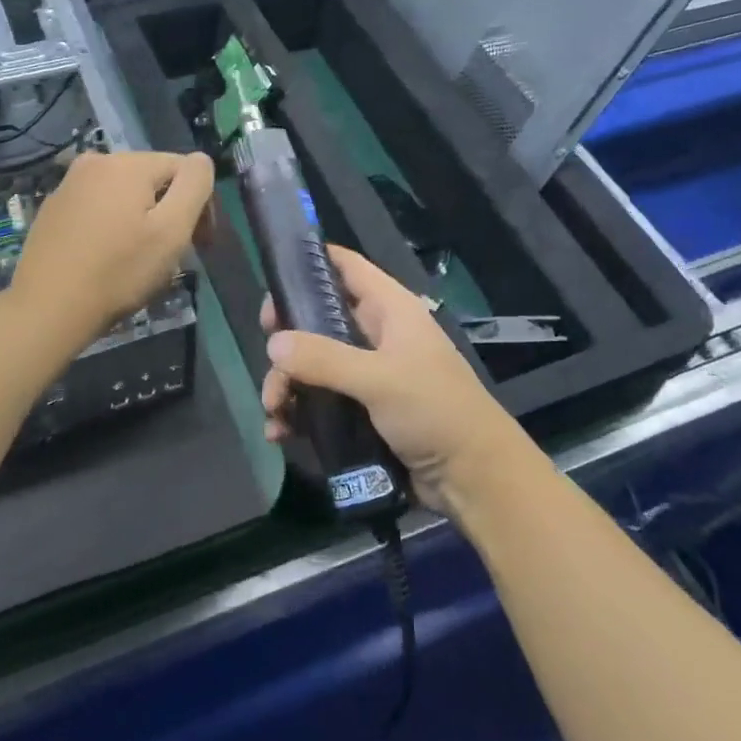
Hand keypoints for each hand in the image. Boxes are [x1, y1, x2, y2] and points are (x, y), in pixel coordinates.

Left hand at [12, 150, 214, 342]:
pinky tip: (110, 256)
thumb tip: (200, 161)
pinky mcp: (53, 209)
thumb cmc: (119, 271)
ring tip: (142, 258)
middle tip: (175, 255)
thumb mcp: (172, 229)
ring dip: (143, 218)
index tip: (201, 244)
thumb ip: (195, 185)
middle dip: (171, 210)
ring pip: (125, 194)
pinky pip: (98, 207)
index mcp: (127, 163)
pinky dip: (114, 224)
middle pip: (154, 179)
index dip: (201, 204)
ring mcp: (69, 184)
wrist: (47, 308)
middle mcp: (95, 161)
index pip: (184, 168)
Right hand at [259, 245, 533, 518]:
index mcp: (390, 310)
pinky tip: (280, 432)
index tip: (273, 276)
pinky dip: (298, 413)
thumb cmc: (434, 411)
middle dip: (288, 337)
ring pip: (314, 364)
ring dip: (288, 383)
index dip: (311, 262)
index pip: (347, 267)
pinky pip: (320, 401)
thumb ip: (324, 359)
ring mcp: (369, 374)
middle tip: (266, 352)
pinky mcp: (363, 411)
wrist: (473, 478)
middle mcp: (377, 335)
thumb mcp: (379, 379)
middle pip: (319, 318)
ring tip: (273, 410)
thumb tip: (272, 343)